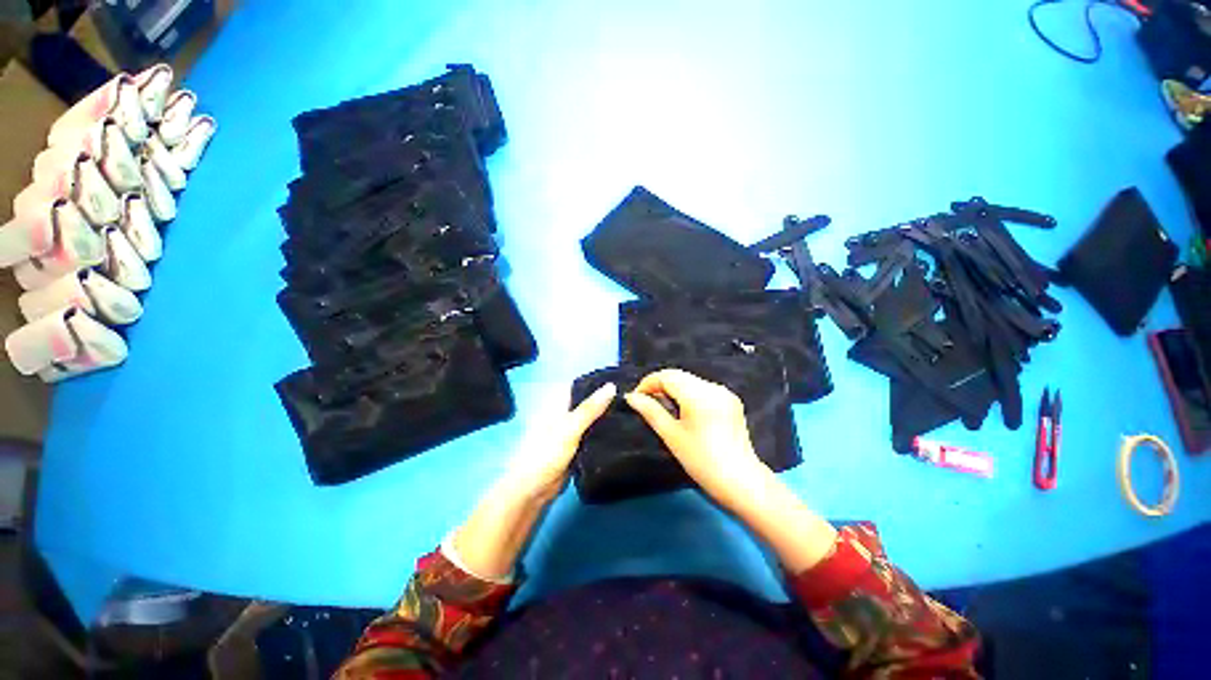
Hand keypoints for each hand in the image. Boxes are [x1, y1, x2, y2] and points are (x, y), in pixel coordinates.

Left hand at [452, 382, 615, 579]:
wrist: (533, 489)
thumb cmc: (546, 453)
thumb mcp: (569, 428)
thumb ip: (590, 408)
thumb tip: (611, 386)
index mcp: (558, 402)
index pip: (581, 385)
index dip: (599, 381)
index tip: (622, 378)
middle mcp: (565, 412)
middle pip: (588, 401)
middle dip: (607, 399)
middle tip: (634, 396)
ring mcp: (571, 430)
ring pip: (592, 418)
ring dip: (607, 415)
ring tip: (634, 409)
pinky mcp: (577, 445)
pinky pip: (593, 434)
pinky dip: (604, 431)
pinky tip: (623, 429)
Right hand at [627, 369, 837, 571]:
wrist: (741, 482)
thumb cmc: (702, 461)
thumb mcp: (672, 436)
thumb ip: (650, 411)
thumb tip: (631, 397)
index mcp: (699, 395)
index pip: (667, 376)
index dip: (648, 383)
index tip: (636, 398)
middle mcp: (714, 387)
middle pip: (679, 376)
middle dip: (659, 386)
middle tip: (646, 403)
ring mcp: (724, 393)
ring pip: (690, 381)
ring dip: (673, 389)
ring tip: (663, 408)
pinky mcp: (731, 400)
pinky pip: (702, 389)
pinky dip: (688, 394)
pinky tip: (683, 411)